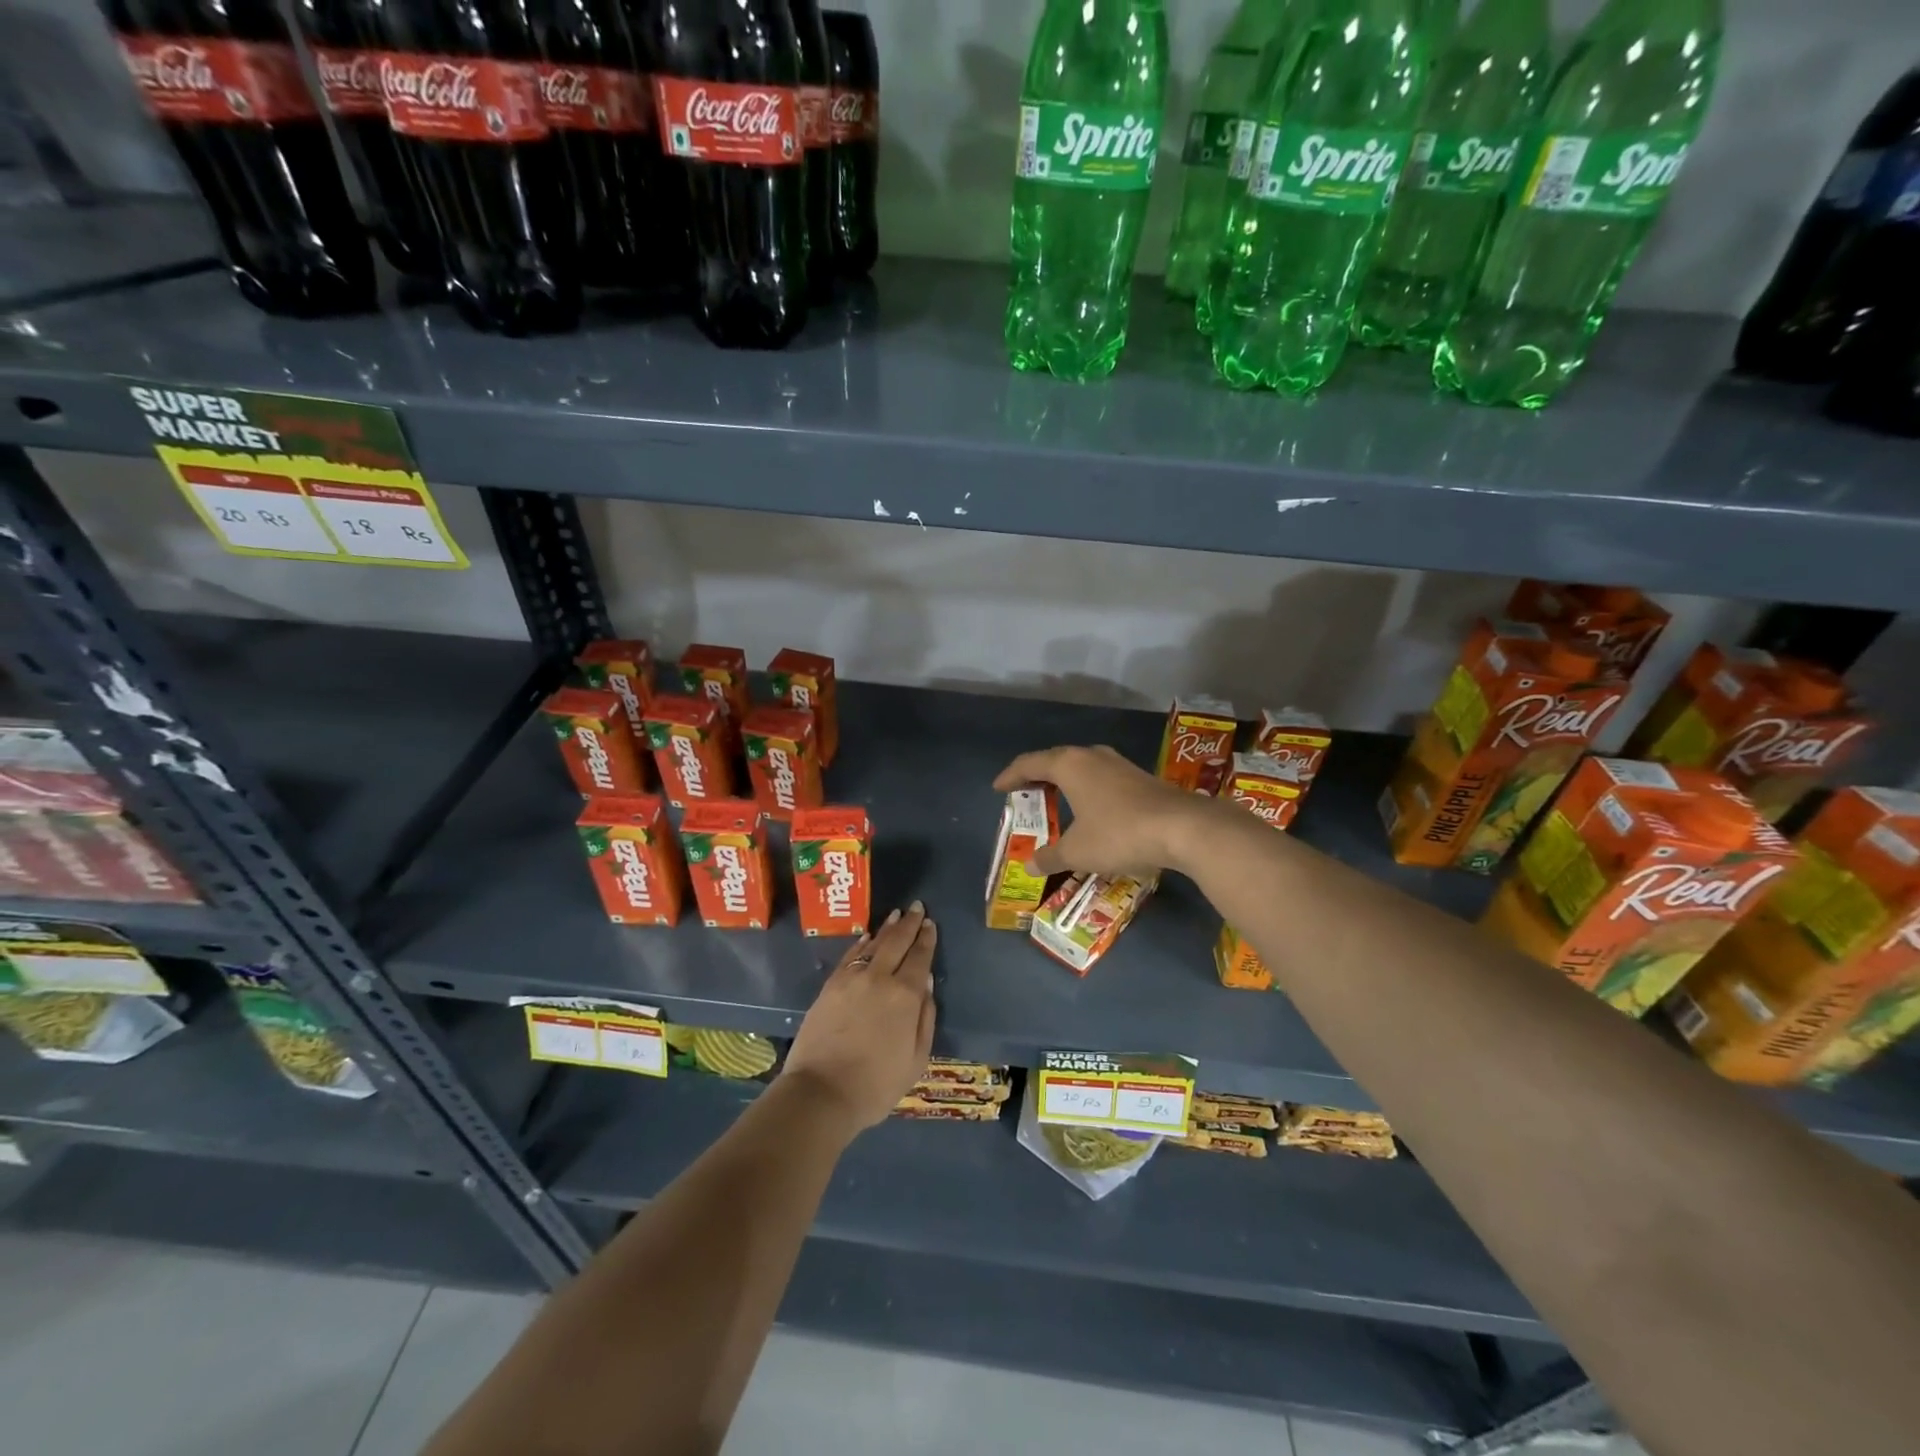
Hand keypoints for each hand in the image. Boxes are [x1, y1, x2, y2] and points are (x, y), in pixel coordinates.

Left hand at [780, 903, 936, 1135]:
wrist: (821, 1092)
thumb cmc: (876, 1084)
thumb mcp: (916, 1059)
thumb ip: (925, 1019)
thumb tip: (927, 985)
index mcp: (906, 996)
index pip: (920, 958)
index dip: (927, 939)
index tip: (930, 924)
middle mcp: (880, 978)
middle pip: (897, 943)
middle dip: (910, 924)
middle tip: (917, 907)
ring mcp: (851, 979)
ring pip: (874, 944)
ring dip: (887, 928)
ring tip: (896, 915)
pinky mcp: (830, 986)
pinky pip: (850, 956)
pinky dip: (861, 943)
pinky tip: (867, 937)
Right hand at [993, 744, 1210, 877]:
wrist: (1183, 828)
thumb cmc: (1119, 833)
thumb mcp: (1077, 851)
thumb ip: (1050, 857)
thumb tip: (1030, 864)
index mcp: (1069, 765)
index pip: (1029, 763)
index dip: (1010, 776)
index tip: (998, 788)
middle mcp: (1092, 756)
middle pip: (1055, 760)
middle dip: (1038, 778)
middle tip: (1025, 795)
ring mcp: (1119, 765)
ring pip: (1082, 768)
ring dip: (1065, 783)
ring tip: (1056, 801)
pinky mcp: (1140, 778)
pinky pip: (1102, 779)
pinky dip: (1087, 791)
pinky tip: (1091, 811)